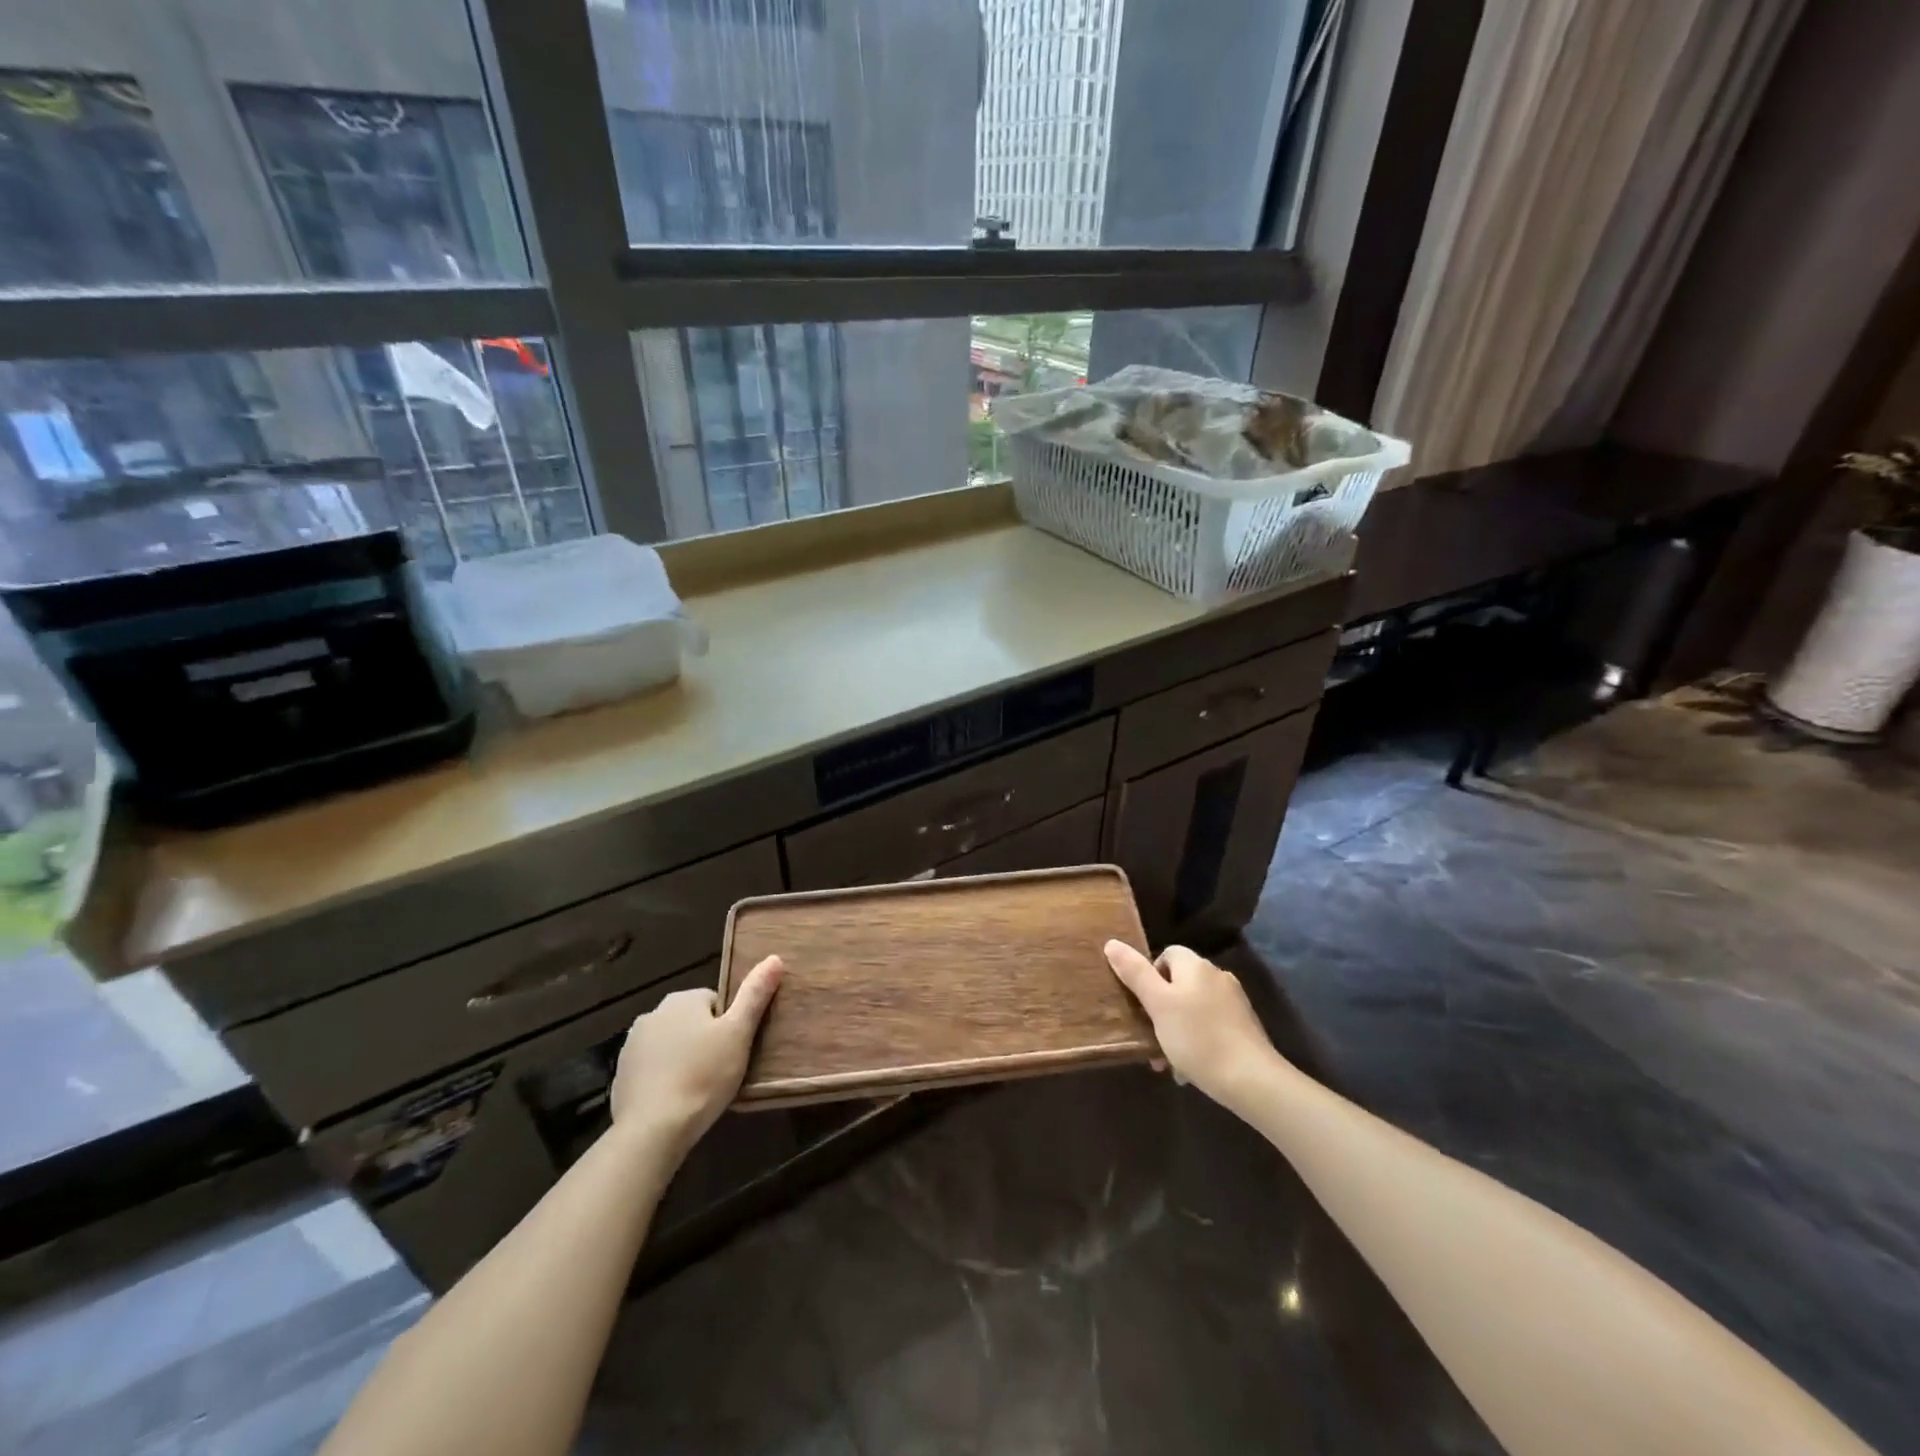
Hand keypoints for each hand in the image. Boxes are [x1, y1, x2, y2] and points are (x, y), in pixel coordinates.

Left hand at [610, 955, 782, 1156]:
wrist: (652, 1130)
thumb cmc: (703, 1076)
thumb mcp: (739, 1033)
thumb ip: (755, 994)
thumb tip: (774, 958)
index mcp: (682, 1000)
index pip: (715, 1002)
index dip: (729, 1026)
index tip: (734, 1050)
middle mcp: (653, 1014)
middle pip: (691, 1022)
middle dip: (705, 1041)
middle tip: (721, 1070)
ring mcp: (632, 1046)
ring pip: (670, 1045)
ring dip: (683, 1059)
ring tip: (699, 1089)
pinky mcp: (621, 1076)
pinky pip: (651, 1070)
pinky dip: (663, 1079)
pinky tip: (675, 1101)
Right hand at [1104, 941, 1279, 1109]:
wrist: (1252, 1080)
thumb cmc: (1197, 1037)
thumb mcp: (1158, 1004)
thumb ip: (1134, 972)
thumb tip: (1112, 943)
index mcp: (1196, 966)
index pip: (1166, 954)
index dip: (1149, 975)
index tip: (1142, 1003)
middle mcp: (1217, 977)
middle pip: (1178, 984)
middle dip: (1160, 1010)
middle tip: (1149, 1038)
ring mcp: (1234, 1003)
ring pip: (1193, 1009)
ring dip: (1176, 1030)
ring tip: (1167, 1062)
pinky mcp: (1244, 1028)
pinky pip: (1210, 1027)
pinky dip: (1196, 1042)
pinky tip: (1190, 1069)